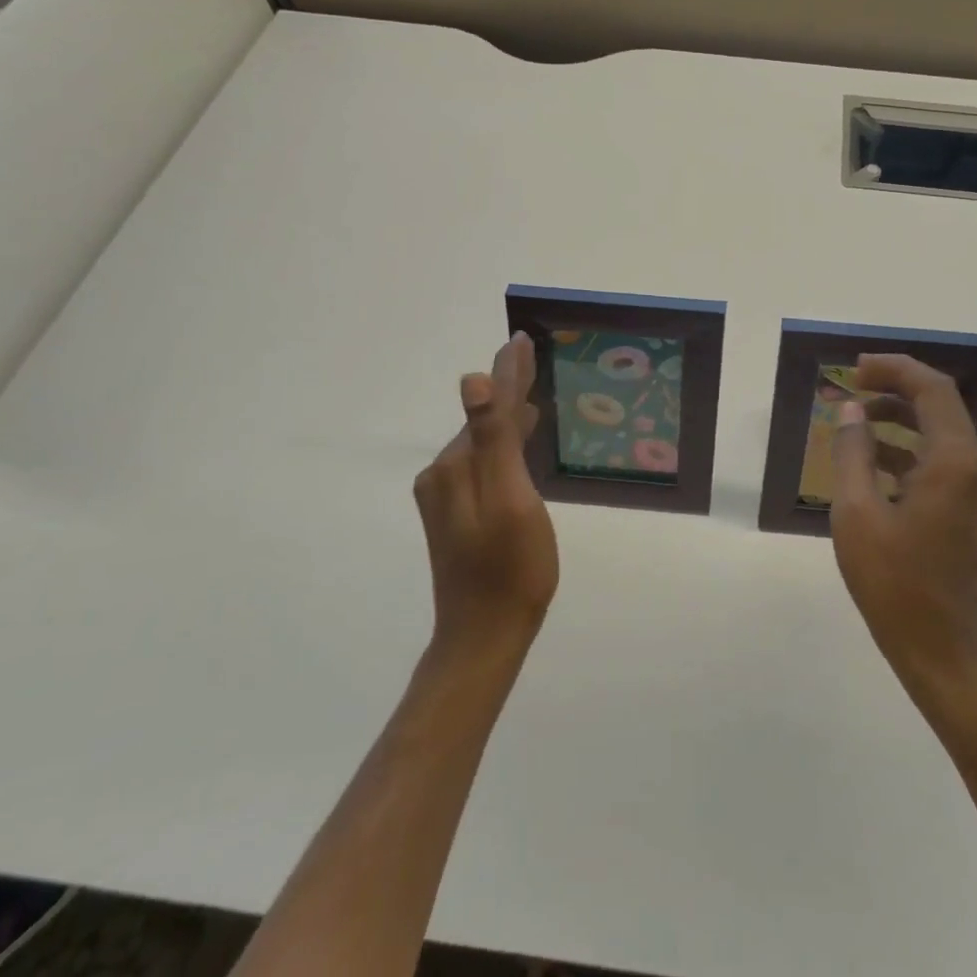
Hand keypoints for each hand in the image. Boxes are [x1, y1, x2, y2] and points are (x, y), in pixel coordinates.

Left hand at [412, 332, 558, 655]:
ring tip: (531, 396)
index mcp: (457, 465)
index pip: (488, 405)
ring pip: (482, 442)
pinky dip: (502, 444)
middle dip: (507, 389)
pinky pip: (482, 463)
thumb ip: (494, 440)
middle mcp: (443, 474)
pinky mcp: (455, 514)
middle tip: (533, 358)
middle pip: (483, 420)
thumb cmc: (511, 568)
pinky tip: (517, 443)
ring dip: (505, 416)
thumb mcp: (511, 499)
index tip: (523, 339)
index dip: (509, 372)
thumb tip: (472, 381)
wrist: (485, 637)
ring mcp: (446, 496)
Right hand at [831, 354, 976, 691]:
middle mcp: (973, 467)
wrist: (938, 647)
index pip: (931, 389)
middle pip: (939, 403)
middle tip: (851, 384)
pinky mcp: (965, 507)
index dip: (895, 369)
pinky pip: (937, 457)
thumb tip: (849, 411)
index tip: (855, 368)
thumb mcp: (856, 512)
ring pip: (938, 430)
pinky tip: (869, 457)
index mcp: (952, 462)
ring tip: (853, 416)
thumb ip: (852, 453)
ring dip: (898, 415)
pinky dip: (906, 445)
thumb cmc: (893, 581)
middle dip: (895, 386)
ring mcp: (973, 488)